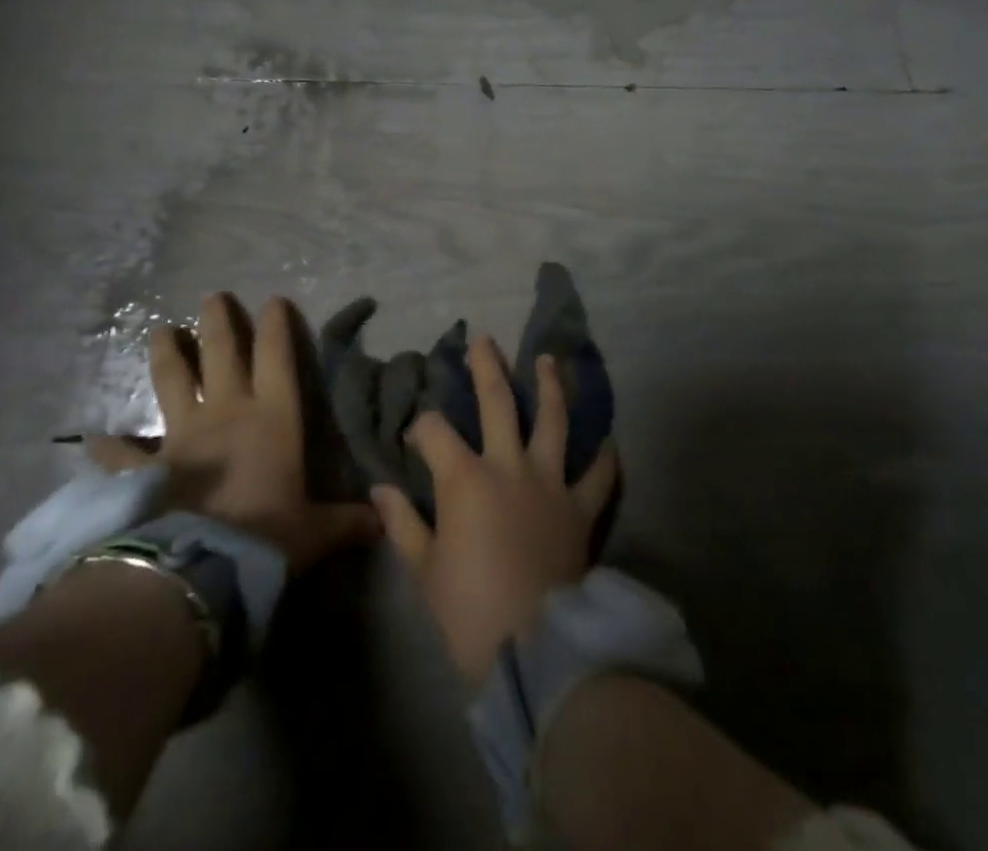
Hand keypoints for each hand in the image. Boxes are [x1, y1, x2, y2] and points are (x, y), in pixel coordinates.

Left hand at [88, 293, 377, 572]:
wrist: (199, 566)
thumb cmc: (267, 537)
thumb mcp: (315, 531)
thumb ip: (345, 522)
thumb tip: (382, 521)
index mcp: (272, 417)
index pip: (277, 357)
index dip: (277, 326)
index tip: (274, 299)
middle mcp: (227, 412)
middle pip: (222, 353)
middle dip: (219, 322)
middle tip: (213, 296)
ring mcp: (182, 435)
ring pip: (173, 380)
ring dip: (167, 354)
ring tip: (159, 329)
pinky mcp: (146, 467)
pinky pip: (122, 453)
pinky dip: (108, 446)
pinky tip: (92, 438)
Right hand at [373, 335, 619, 685]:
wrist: (533, 647)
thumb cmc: (469, 609)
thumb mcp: (424, 568)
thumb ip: (402, 522)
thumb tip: (379, 489)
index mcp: (466, 477)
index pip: (435, 431)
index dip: (421, 427)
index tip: (415, 437)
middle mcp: (509, 465)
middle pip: (498, 402)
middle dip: (488, 368)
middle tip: (485, 341)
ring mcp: (551, 482)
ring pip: (554, 420)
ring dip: (550, 386)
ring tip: (548, 361)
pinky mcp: (581, 508)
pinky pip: (598, 476)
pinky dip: (604, 458)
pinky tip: (607, 440)